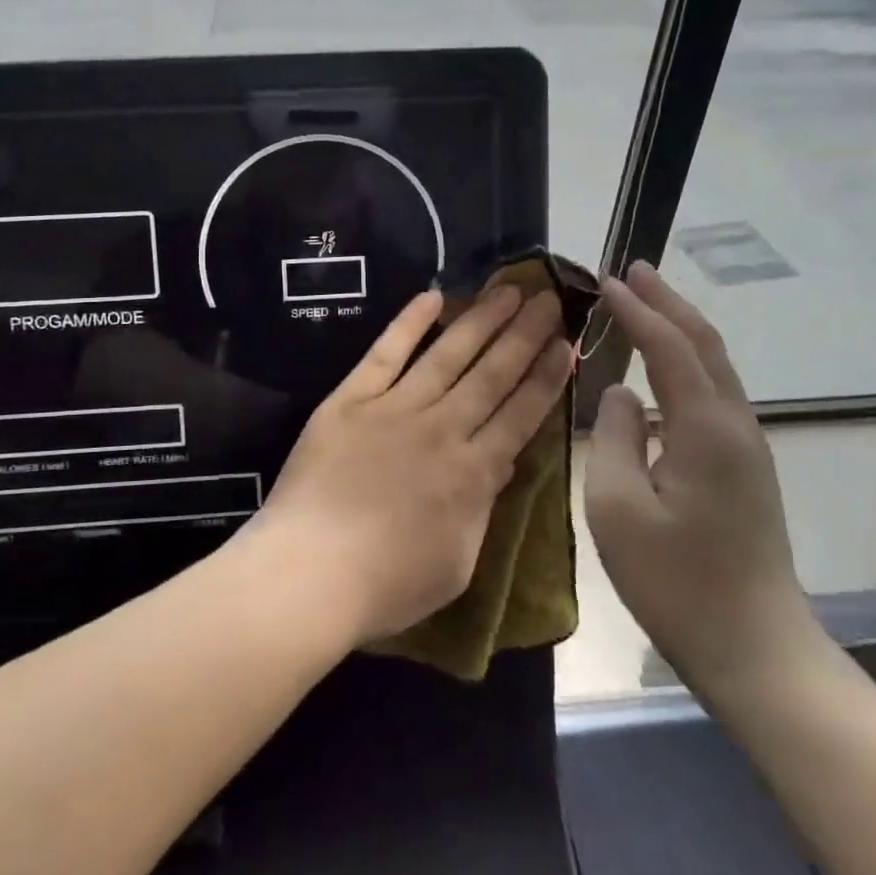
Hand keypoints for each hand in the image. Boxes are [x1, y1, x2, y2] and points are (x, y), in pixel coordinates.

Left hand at [249, 285, 571, 645]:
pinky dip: (408, 323)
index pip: (521, 414)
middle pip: (492, 374)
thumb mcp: (457, 563)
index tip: (566, 344)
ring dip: (481, 320)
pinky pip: (385, 353)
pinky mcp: (350, 400)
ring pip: (448, 354)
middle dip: (525, 334)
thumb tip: (498, 464)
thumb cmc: (386, 585)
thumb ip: (481, 507)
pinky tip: (433, 296)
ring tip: (508, 289)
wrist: (308, 574)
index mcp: (473, 474)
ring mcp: (394, 409)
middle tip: (548, 299)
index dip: (546, 377)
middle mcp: (441, 429)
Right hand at [585, 262, 820, 700]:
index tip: (606, 280)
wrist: (757, 650)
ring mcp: (747, 448)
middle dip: (669, 302)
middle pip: (705, 344)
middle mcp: (735, 425)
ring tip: (645, 305)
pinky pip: (714, 395)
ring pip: (714, 367)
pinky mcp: (745, 469)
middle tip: (633, 270)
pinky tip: (662, 372)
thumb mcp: (619, 509)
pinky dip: (686, 363)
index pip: (669, 347)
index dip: (637, 310)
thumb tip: (622, 394)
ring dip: (679, 329)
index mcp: (705, 429)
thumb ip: (615, 438)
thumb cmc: (676, 583)